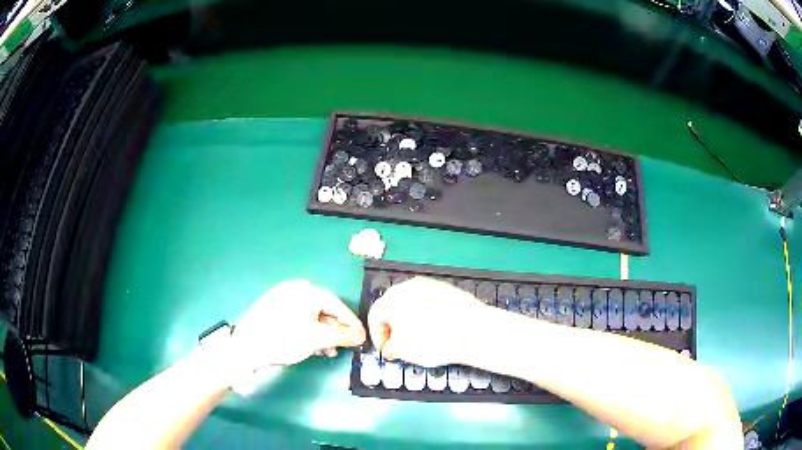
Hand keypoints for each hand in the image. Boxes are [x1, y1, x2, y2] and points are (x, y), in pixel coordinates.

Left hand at [230, 280, 365, 367]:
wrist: (246, 346)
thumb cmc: (284, 340)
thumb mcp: (317, 339)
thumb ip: (342, 336)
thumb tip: (360, 336)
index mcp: (308, 291)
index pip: (338, 305)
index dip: (351, 323)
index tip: (361, 337)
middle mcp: (296, 289)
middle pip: (325, 310)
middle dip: (335, 330)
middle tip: (344, 346)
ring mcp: (283, 297)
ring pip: (312, 315)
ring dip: (323, 333)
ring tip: (327, 350)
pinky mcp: (274, 307)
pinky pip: (299, 317)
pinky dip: (308, 330)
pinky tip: (312, 346)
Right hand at [367, 277, 487, 366]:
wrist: (475, 331)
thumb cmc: (436, 341)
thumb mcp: (403, 351)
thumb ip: (391, 347)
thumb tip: (392, 346)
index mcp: (391, 299)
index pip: (375, 315)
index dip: (377, 335)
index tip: (385, 348)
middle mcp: (408, 286)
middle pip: (392, 306)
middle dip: (393, 327)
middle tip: (399, 344)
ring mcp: (429, 284)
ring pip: (411, 302)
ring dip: (409, 319)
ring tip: (419, 338)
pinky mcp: (446, 288)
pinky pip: (429, 301)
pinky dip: (427, 314)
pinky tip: (436, 329)